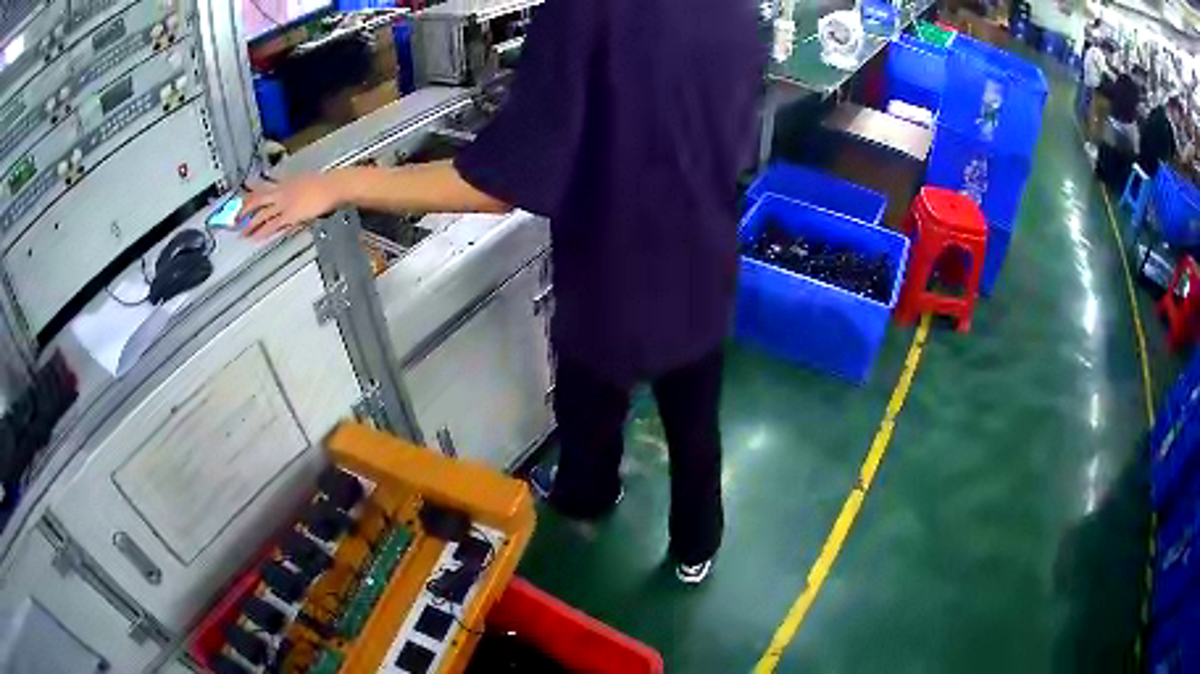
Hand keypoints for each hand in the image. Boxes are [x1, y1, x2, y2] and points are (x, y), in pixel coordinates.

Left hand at [238, 173, 344, 238]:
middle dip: (244, 210)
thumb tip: (282, 187)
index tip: (240, 200)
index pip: (261, 188)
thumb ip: (290, 185)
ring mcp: (285, 204)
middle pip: (257, 200)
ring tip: (241, 232)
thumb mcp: (302, 180)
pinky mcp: (291, 215)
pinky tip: (255, 237)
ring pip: (262, 214)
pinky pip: (273, 225)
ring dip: (250, 224)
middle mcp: (281, 192)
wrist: (332, 186)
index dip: (248, 195)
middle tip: (234, 218)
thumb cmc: (322, 184)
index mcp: (284, 183)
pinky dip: (262, 232)